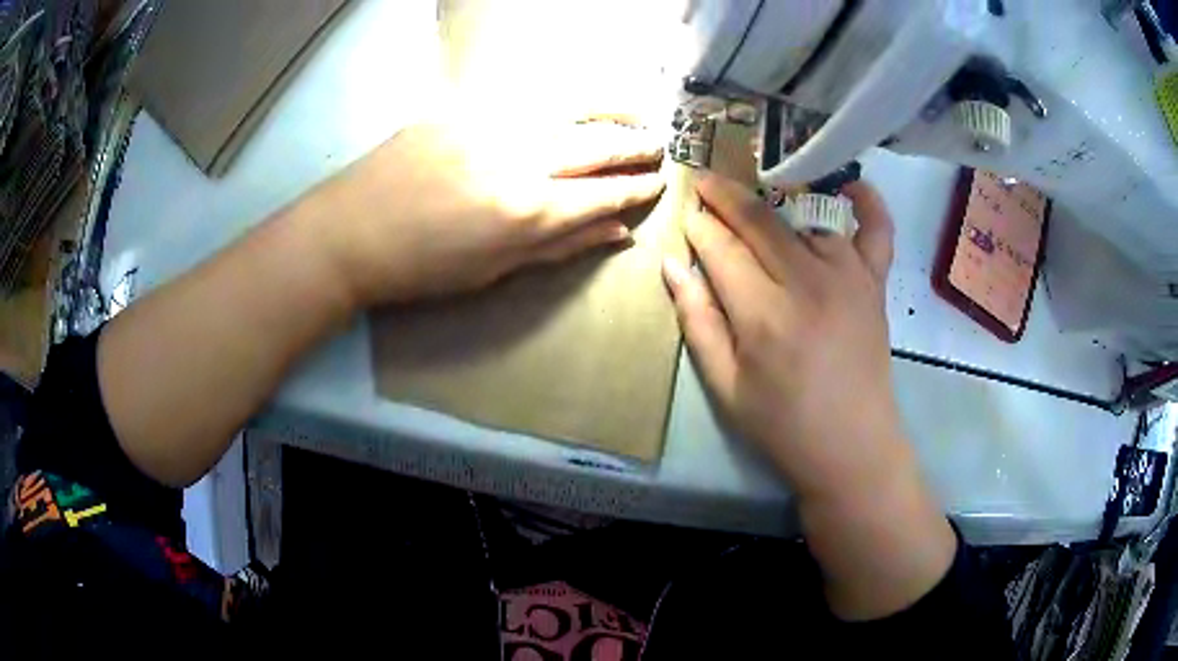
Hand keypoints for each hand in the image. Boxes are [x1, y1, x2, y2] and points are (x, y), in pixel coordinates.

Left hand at [305, 119, 664, 305]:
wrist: (348, 232)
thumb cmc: (420, 268)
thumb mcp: (493, 271)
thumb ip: (559, 247)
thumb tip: (616, 234)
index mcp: (528, 210)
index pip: (604, 193)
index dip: (637, 188)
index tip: (659, 182)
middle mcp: (519, 159)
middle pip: (596, 145)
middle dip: (635, 145)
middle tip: (658, 144)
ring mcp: (490, 125)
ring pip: (568, 111)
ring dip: (609, 113)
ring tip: (633, 115)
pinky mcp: (462, 108)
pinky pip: (525, 101)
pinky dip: (560, 104)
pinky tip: (573, 107)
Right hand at [662, 175, 904, 503]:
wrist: (852, 446)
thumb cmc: (783, 424)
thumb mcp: (725, 386)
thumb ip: (698, 321)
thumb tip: (673, 266)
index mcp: (764, 314)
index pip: (722, 249)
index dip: (700, 227)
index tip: (687, 214)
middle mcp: (808, 282)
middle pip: (760, 221)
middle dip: (726, 197)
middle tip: (707, 184)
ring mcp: (848, 277)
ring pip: (805, 220)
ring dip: (777, 207)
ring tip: (758, 208)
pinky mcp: (875, 283)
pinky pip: (877, 231)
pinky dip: (869, 204)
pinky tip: (852, 185)